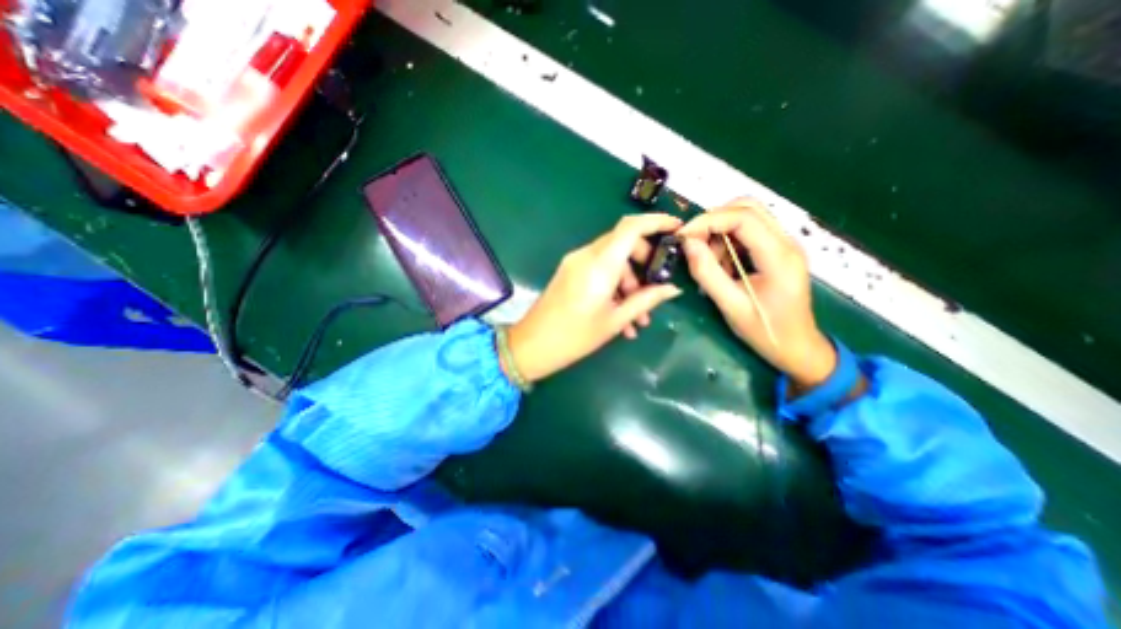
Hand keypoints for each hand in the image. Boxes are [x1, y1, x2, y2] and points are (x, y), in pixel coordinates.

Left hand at [508, 215, 681, 383]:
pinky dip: (613, 286)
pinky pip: (598, 270)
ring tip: (637, 318)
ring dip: (629, 283)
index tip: (677, 228)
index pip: (631, 227)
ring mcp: (575, 263)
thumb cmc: (575, 336)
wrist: (532, 346)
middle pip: (623, 243)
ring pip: (612, 260)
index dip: (656, 221)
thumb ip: (646, 300)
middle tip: (654, 290)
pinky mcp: (569, 272)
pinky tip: (620, 316)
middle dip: (644, 264)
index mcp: (599, 264)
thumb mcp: (615, 320)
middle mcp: (586, 255)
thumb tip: (673, 288)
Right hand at [668, 199, 835, 391]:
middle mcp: (787, 242)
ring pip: (748, 217)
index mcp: (779, 257)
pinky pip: (749, 232)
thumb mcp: (730, 306)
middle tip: (693, 242)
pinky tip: (723, 265)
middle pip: (748, 207)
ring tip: (710, 262)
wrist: (797, 348)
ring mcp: (784, 245)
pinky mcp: (778, 251)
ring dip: (720, 232)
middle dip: (714, 220)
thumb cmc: (765, 331)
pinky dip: (728, 241)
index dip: (708, 220)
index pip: (744, 217)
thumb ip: (707, 273)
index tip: (683, 235)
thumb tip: (687, 243)